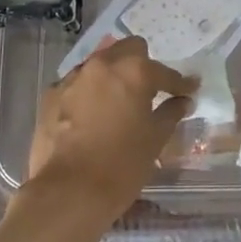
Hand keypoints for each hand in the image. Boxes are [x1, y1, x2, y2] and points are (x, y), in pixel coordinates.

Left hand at [26, 36, 195, 226]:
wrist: (67, 192)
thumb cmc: (121, 166)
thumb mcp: (154, 140)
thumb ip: (171, 113)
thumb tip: (183, 101)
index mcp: (133, 71)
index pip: (164, 72)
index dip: (180, 83)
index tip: (189, 90)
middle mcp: (102, 65)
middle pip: (128, 49)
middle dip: (143, 64)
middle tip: (150, 89)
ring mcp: (73, 78)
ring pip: (99, 64)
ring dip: (112, 76)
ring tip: (118, 102)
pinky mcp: (51, 95)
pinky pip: (77, 84)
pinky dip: (88, 93)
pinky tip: (91, 115)